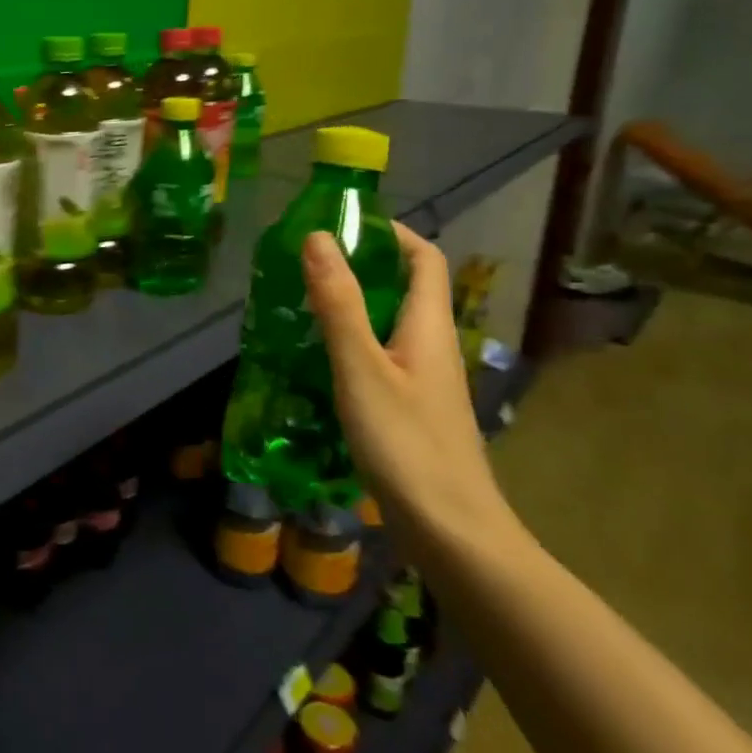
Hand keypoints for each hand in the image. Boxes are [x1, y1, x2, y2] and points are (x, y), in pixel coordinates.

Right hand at [300, 223, 515, 543]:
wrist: (450, 530)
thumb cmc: (405, 442)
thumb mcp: (361, 367)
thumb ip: (339, 304)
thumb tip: (318, 237)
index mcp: (429, 326)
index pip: (424, 259)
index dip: (392, 233)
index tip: (344, 222)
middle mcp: (432, 346)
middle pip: (406, 289)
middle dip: (362, 266)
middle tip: (306, 262)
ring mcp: (424, 381)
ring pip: (390, 324)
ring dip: (352, 305)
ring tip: (301, 302)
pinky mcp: (411, 409)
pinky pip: (381, 356)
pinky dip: (351, 342)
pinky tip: (318, 359)